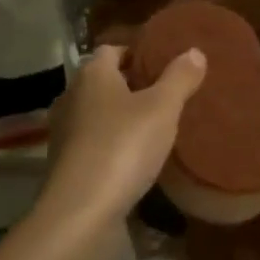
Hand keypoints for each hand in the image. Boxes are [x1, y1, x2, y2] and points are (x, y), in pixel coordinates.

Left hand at [42, 45, 206, 223]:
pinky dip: (113, 143)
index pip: (112, 49)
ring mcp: (65, 132)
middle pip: (104, 81)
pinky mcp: (66, 163)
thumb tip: (194, 51)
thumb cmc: (123, 146)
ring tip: (155, 126)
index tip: (164, 63)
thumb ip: (179, 78)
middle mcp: (72, 96)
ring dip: (122, 116)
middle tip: (167, 93)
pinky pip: (94, 142)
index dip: (137, 53)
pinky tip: (136, 156)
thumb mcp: (162, 108)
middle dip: (132, 85)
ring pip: (98, 113)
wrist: (82, 210)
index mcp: (92, 74)